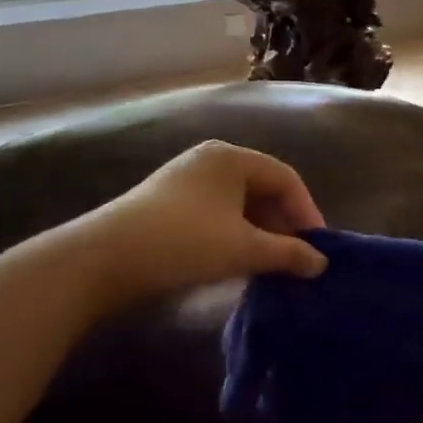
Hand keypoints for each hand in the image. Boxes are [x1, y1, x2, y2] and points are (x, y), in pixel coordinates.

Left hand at [64, 141, 328, 299]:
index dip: (307, 212)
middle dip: (283, 224)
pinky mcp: (167, 203)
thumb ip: (288, 254)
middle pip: (262, 189)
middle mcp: (210, 160)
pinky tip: (236, 262)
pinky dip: (234, 235)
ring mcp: (185, 180)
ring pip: (239, 204)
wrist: (102, 259)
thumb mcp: (244, 249)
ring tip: (269, 265)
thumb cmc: (184, 242)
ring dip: (259, 233)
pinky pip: (217, 213)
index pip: (286, 178)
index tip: (317, 248)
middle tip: (295, 259)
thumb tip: (321, 264)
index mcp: (232, 157)